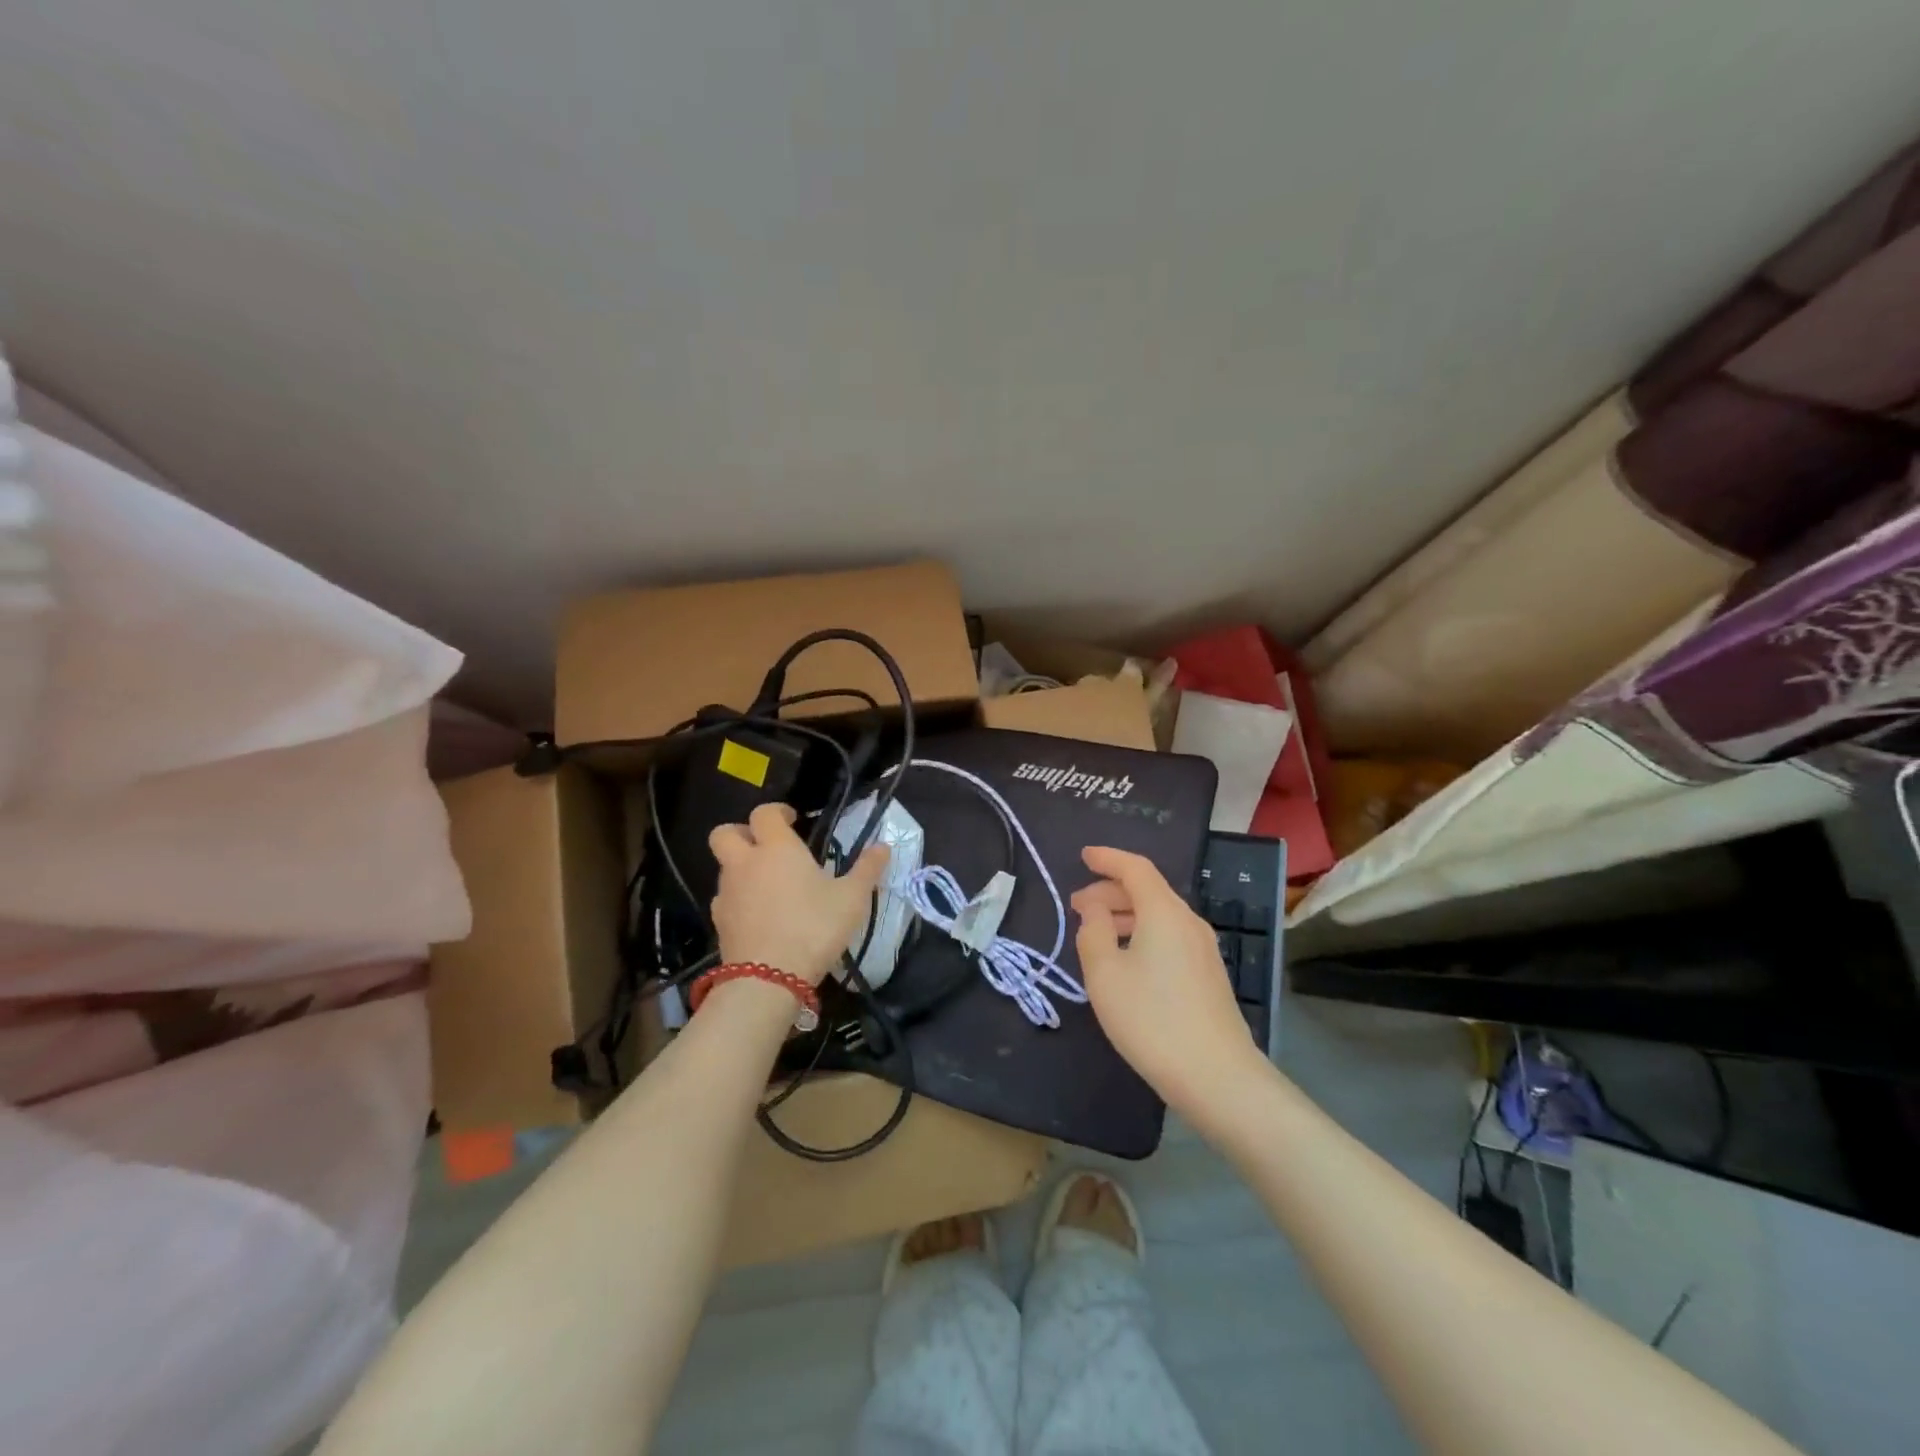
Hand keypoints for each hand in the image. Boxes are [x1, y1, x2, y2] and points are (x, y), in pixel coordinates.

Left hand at [708, 804, 888, 985]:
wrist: (768, 978)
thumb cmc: (814, 927)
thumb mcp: (852, 898)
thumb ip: (867, 869)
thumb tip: (884, 846)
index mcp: (777, 848)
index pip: (764, 813)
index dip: (777, 812)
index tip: (793, 820)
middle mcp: (745, 863)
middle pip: (724, 833)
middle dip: (741, 833)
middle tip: (765, 845)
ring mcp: (727, 893)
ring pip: (724, 867)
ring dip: (741, 868)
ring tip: (769, 886)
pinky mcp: (719, 922)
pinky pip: (725, 899)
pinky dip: (739, 899)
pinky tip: (760, 915)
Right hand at [1071, 846, 1263, 1119]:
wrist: (1217, 1076)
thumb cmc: (1151, 1019)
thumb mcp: (1105, 974)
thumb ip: (1093, 931)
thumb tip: (1095, 908)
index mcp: (1164, 912)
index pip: (1135, 868)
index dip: (1107, 858)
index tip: (1083, 856)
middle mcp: (1188, 921)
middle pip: (1148, 890)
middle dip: (1110, 890)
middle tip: (1077, 906)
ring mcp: (1203, 948)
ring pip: (1159, 915)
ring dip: (1125, 914)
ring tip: (1096, 933)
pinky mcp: (1208, 974)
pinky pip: (1170, 936)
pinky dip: (1143, 933)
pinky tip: (1126, 959)